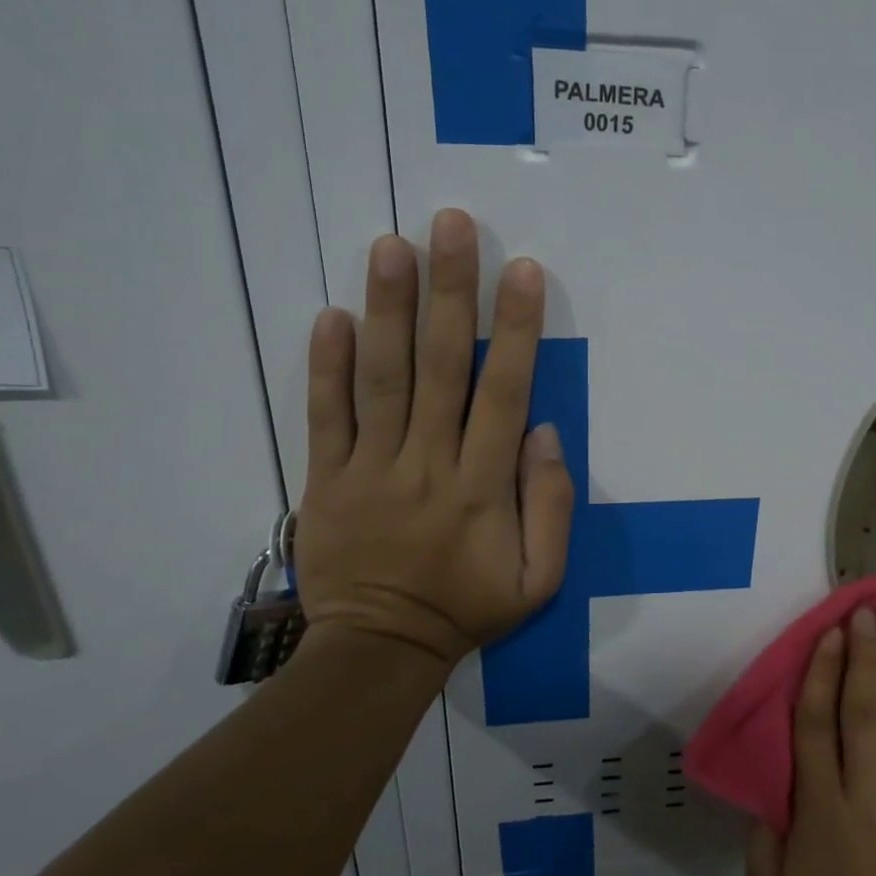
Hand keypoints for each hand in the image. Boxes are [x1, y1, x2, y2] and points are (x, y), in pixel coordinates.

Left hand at [292, 209, 574, 669]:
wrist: (380, 650)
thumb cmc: (468, 609)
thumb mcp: (539, 579)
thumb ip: (551, 506)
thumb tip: (541, 431)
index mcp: (481, 486)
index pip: (501, 392)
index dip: (514, 328)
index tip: (521, 270)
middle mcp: (426, 463)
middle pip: (438, 366)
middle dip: (448, 292)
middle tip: (450, 225)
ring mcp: (368, 468)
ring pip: (380, 378)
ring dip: (386, 309)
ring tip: (390, 245)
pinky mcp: (324, 479)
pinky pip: (324, 416)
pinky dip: (324, 365)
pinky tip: (330, 314)